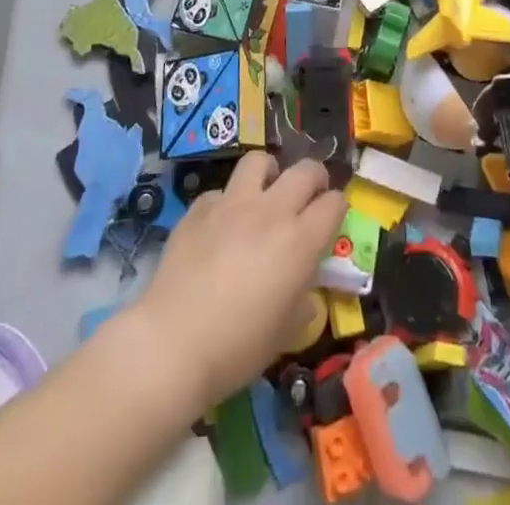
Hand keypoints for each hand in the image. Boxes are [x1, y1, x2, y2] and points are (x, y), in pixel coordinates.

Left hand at [130, 153, 346, 411]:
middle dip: (314, 178)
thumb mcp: (285, 333)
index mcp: (300, 241)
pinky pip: (220, 192)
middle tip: (309, 196)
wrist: (172, 344)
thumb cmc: (237, 348)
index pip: (334, 203)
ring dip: (269, 174)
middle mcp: (271, 211)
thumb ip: (302, 300)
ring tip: (265, 193)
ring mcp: (232, 204)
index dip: (337, 209)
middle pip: (305, 170)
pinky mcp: (199, 208)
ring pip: (259, 161)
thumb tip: (304, 289)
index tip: (333, 220)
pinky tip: (220, 226)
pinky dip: (226, 203)